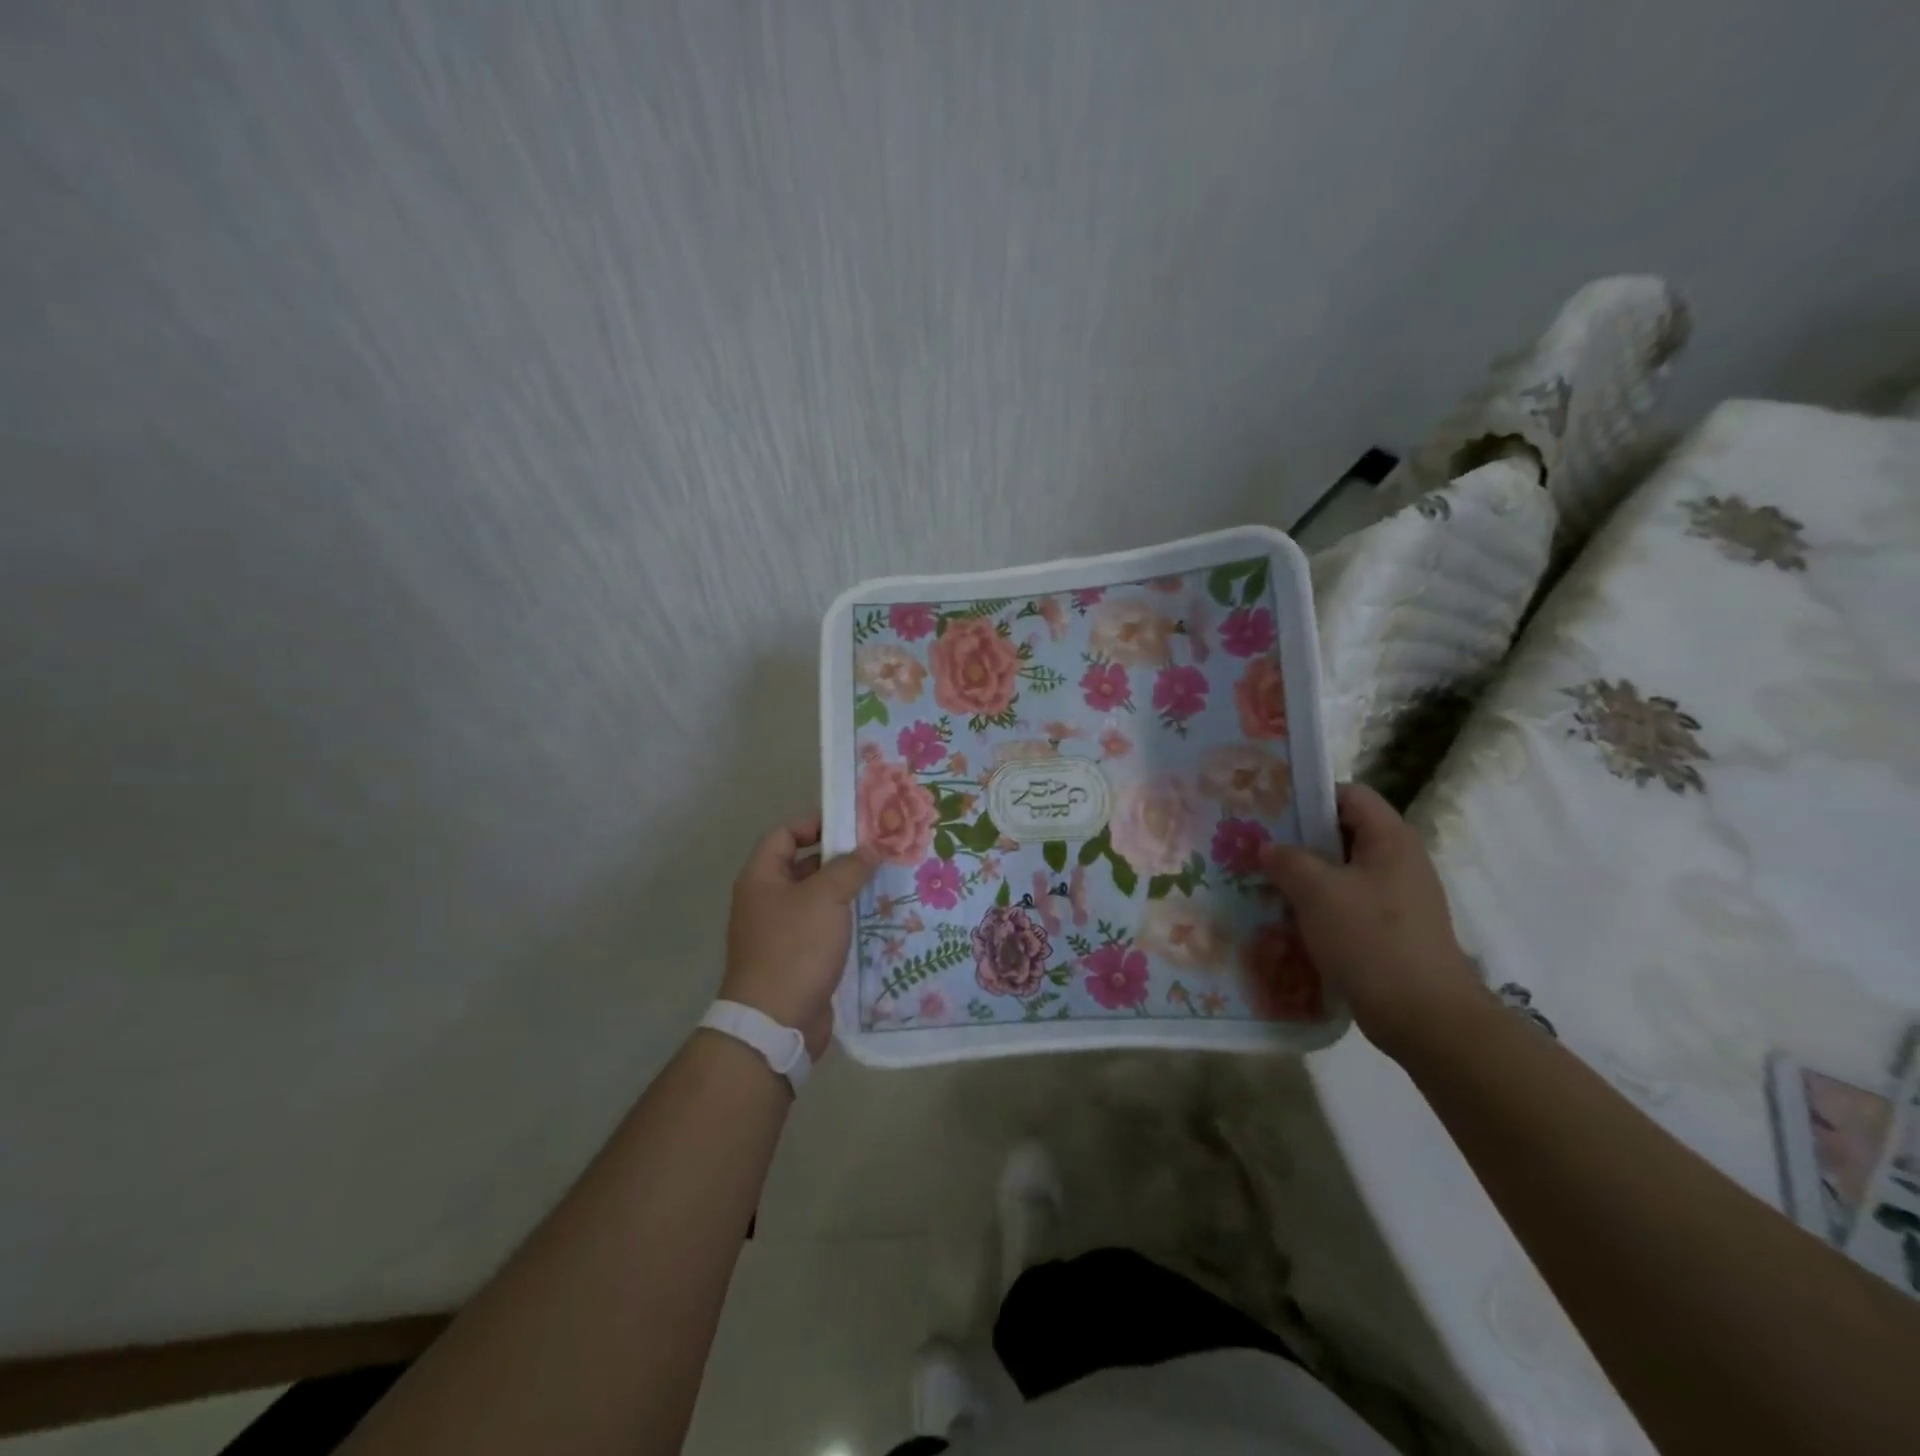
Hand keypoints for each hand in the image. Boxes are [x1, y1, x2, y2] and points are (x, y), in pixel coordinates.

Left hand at [721, 813, 878, 1057]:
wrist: (775, 1023)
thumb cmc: (795, 948)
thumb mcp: (826, 898)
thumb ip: (850, 867)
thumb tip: (870, 850)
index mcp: (761, 878)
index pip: (784, 834)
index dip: (815, 823)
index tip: (852, 824)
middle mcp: (766, 900)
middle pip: (803, 865)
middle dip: (839, 857)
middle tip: (878, 851)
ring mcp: (780, 931)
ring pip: (816, 898)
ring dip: (846, 890)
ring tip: (884, 881)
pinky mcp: (797, 958)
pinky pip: (823, 927)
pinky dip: (845, 920)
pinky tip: (875, 918)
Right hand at [1261, 782, 1484, 1061]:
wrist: (1424, 1016)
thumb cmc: (1371, 939)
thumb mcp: (1317, 891)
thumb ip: (1287, 860)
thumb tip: (1268, 847)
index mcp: (1390, 839)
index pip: (1349, 794)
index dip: (1309, 796)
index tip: (1270, 809)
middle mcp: (1399, 860)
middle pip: (1343, 832)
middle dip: (1299, 838)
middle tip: (1257, 845)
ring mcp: (1398, 898)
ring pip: (1342, 871)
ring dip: (1305, 875)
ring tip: (1264, 881)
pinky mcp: (1391, 930)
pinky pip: (1348, 903)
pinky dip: (1319, 905)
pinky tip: (1289, 918)